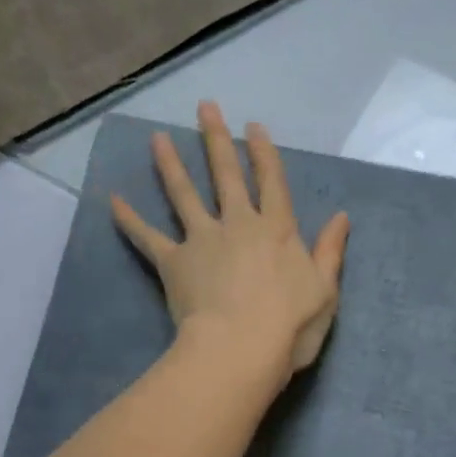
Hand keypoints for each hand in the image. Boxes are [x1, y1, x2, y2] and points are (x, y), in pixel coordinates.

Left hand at [112, 101, 349, 382]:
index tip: (253, 126)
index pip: (271, 182)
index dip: (263, 153)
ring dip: (171, 165)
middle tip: (205, 108)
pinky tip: (113, 201)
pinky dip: (130, 220)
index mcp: (278, 230)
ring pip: (184, 195)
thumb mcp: (326, 289)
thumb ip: (331, 250)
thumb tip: (342, 217)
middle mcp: (239, 224)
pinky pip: (148, 237)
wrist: (241, 347)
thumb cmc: (291, 324)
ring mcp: (203, 240)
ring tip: (157, 138)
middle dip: (216, 140)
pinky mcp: (174, 262)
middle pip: (226, 175)